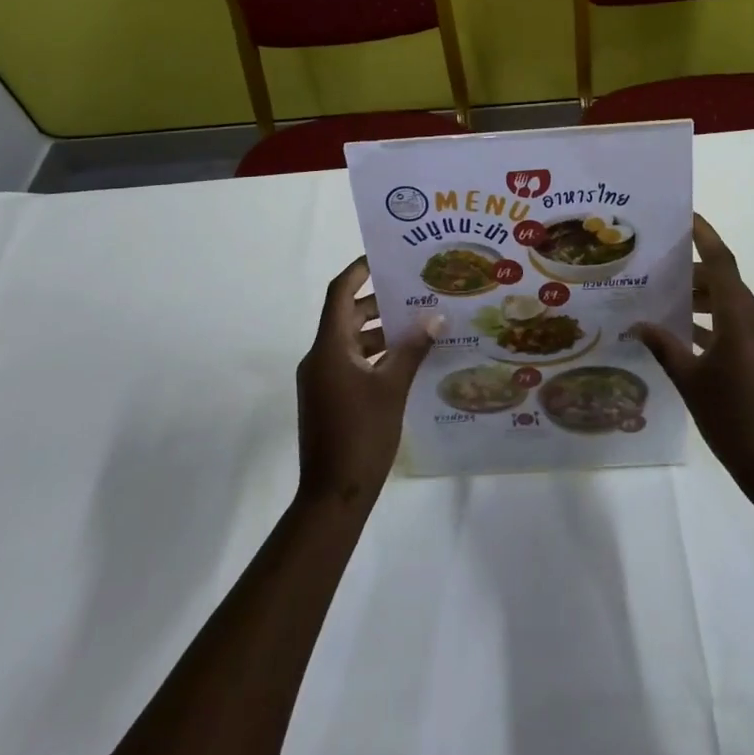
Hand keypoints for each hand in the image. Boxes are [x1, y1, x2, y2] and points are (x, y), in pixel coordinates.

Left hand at [296, 256, 439, 508]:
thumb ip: (412, 349)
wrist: (332, 497)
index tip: (385, 257)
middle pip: (346, 315)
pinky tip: (404, 360)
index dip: (358, 270)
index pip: (339, 293)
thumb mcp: (392, 388)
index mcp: (329, 347)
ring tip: (416, 323)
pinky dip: (373, 353)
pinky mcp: (327, 398)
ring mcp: (321, 380)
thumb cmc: (361, 435)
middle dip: (378, 300)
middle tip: (414, 290)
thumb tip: (434, 317)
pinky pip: (350, 361)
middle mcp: (320, 357)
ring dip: (379, 329)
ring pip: (350, 340)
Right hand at [634, 215, 753, 501]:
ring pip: (728, 303)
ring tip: (661, 296)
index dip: (704, 235)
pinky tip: (681, 334)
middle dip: (691, 270)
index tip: (685, 214)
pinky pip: (734, 324)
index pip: (721, 261)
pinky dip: (710, 321)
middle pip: (722, 280)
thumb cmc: (735, 420)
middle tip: (655, 264)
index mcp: (739, 317)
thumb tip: (637, 324)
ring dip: (699, 297)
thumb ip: (664, 347)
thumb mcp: (691, 382)